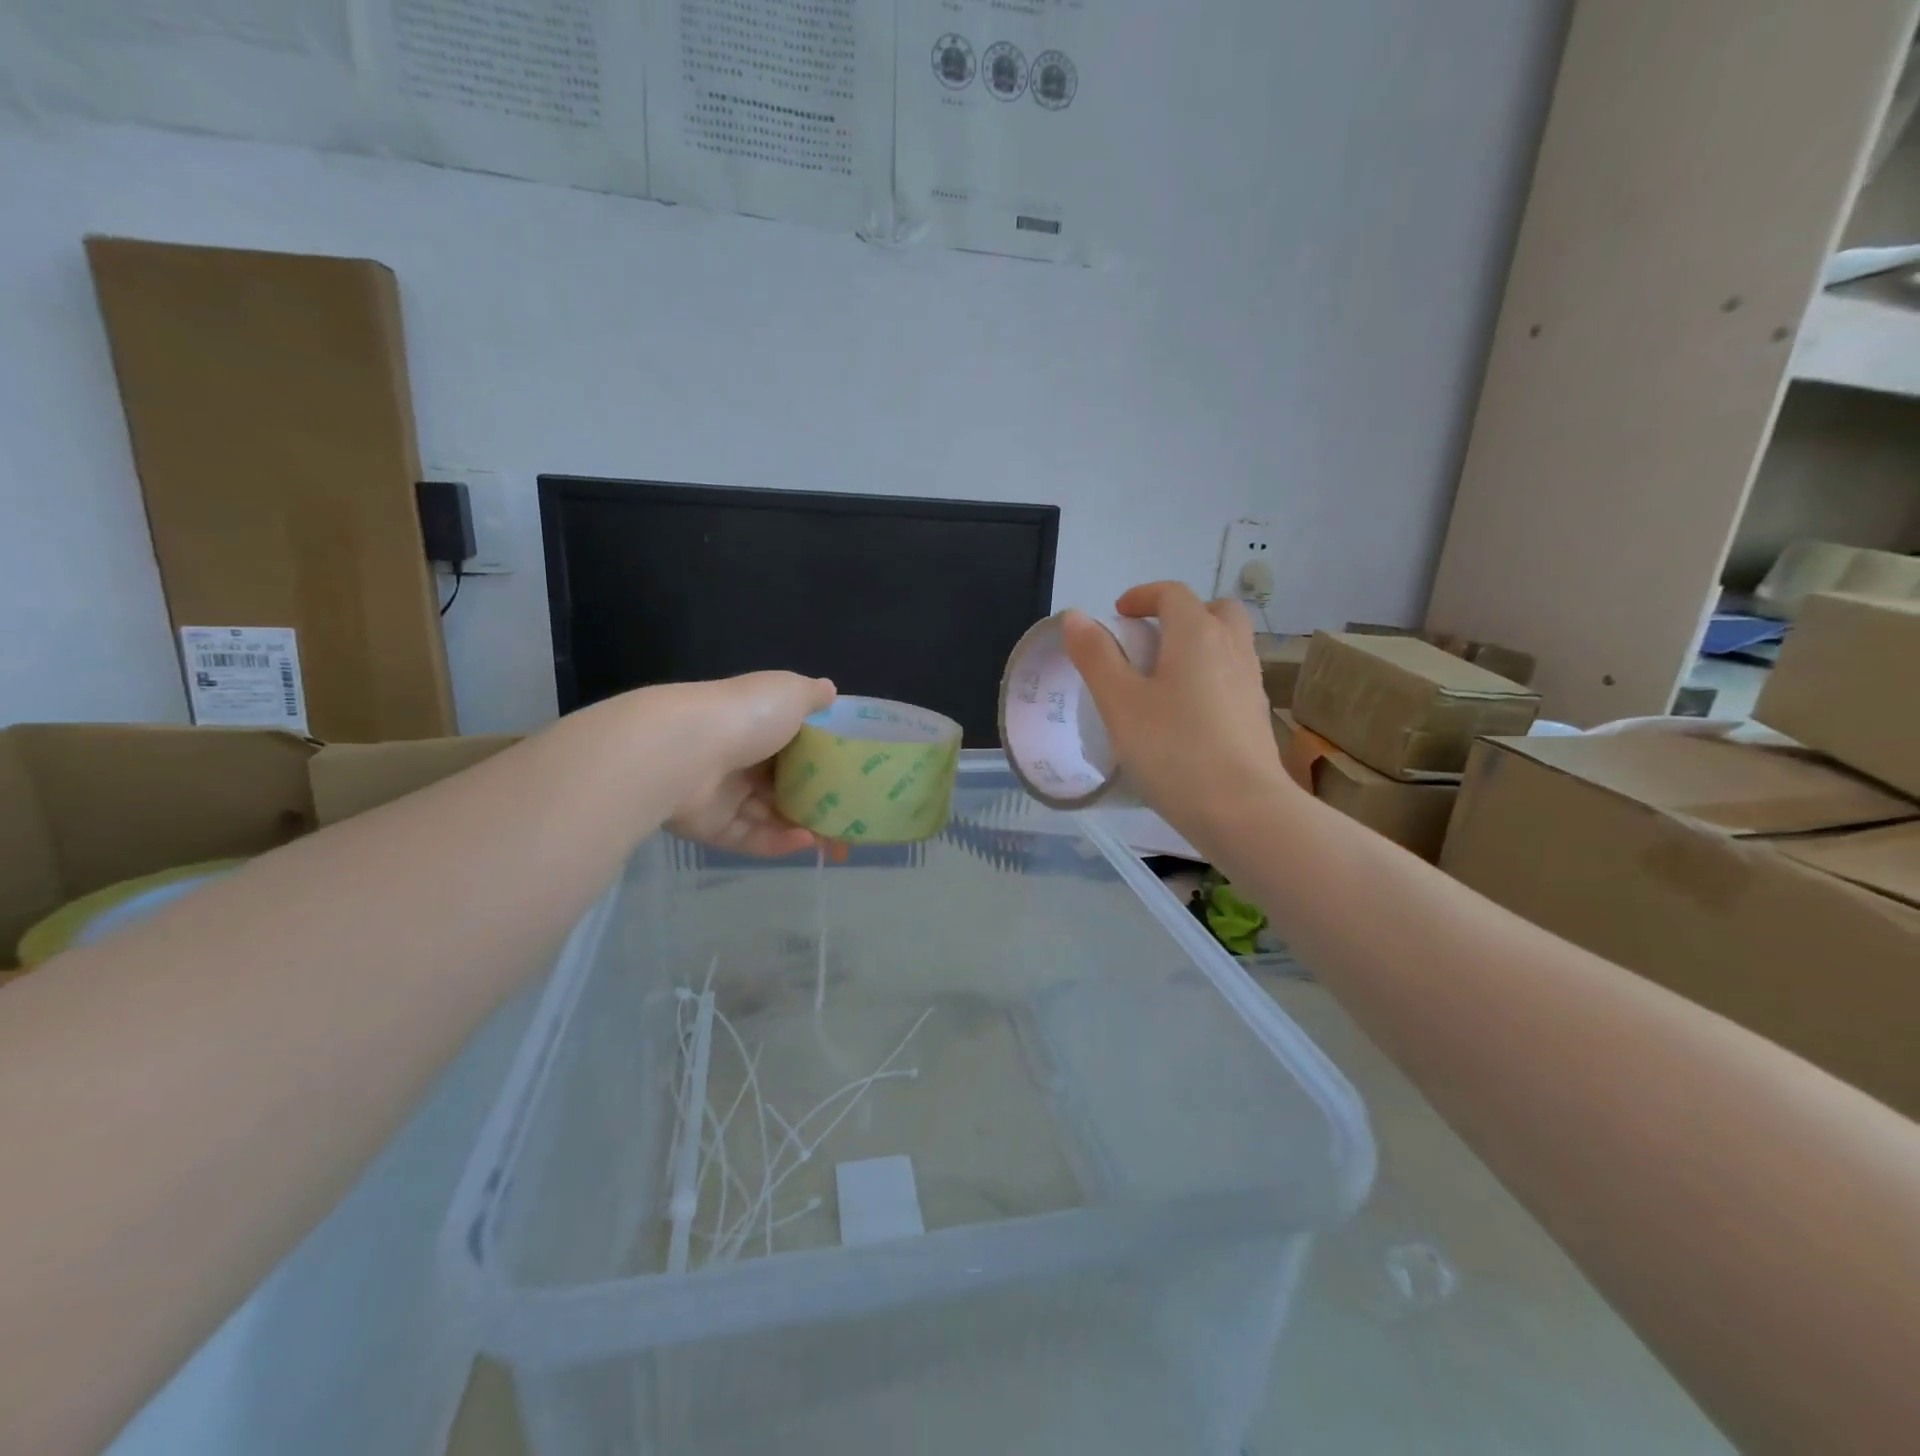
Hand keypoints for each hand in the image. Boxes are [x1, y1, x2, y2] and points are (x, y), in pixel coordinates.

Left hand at [663, 672, 836, 856]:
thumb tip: (830, 690)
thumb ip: (813, 695)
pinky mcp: (712, 826)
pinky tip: (806, 842)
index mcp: (758, 723)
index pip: (795, 744)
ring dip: (804, 826)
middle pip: (784, 784)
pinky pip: (751, 837)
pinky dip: (778, 842)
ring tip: (836, 840)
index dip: (824, 761)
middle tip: (850, 819)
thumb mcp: (790, 692)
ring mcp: (724, 793)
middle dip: (817, 802)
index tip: (852, 777)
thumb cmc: (747, 717)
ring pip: (770, 815)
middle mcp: (740, 756)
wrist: (684, 752)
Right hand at [1062, 582, 1295, 842]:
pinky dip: (1211, 678)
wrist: (1243, 810)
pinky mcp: (1258, 718)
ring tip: (1165, 680)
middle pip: (1215, 610)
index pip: (1173, 593)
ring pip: (1229, 645)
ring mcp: (1252, 684)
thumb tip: (1076, 616)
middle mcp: (1232, 648)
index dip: (1142, 596)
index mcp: (1197, 634)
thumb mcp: (1119, 703)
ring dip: (1199, 646)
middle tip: (1152, 640)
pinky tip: (1188, 716)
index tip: (1118, 615)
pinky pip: (1233, 679)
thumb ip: (1096, 656)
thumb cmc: (1173, 750)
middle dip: (1182, 614)